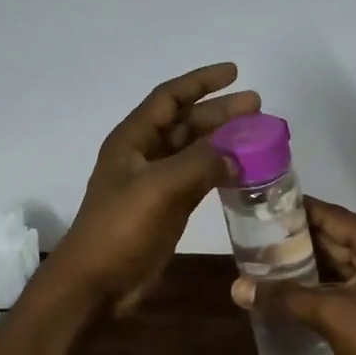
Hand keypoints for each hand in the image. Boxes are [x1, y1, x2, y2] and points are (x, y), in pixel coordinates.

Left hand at [49, 63, 258, 314]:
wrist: (97, 282)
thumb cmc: (120, 228)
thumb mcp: (158, 188)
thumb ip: (199, 164)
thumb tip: (235, 154)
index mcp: (133, 139)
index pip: (170, 98)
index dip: (201, 82)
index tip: (234, 72)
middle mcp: (145, 154)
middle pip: (187, 122)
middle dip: (220, 111)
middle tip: (257, 105)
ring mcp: (156, 181)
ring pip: (195, 150)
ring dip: (224, 140)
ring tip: (258, 134)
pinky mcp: (168, 206)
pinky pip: (199, 177)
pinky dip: (221, 170)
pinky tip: (245, 170)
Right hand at [230, 199, 355, 354]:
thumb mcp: (331, 315)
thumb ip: (285, 298)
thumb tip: (238, 288)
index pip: (333, 215)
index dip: (298, 210)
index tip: (265, 207)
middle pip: (336, 236)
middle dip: (299, 238)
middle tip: (258, 235)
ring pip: (340, 261)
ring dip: (308, 262)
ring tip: (267, 259)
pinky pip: (346, 282)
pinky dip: (321, 283)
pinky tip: (292, 288)